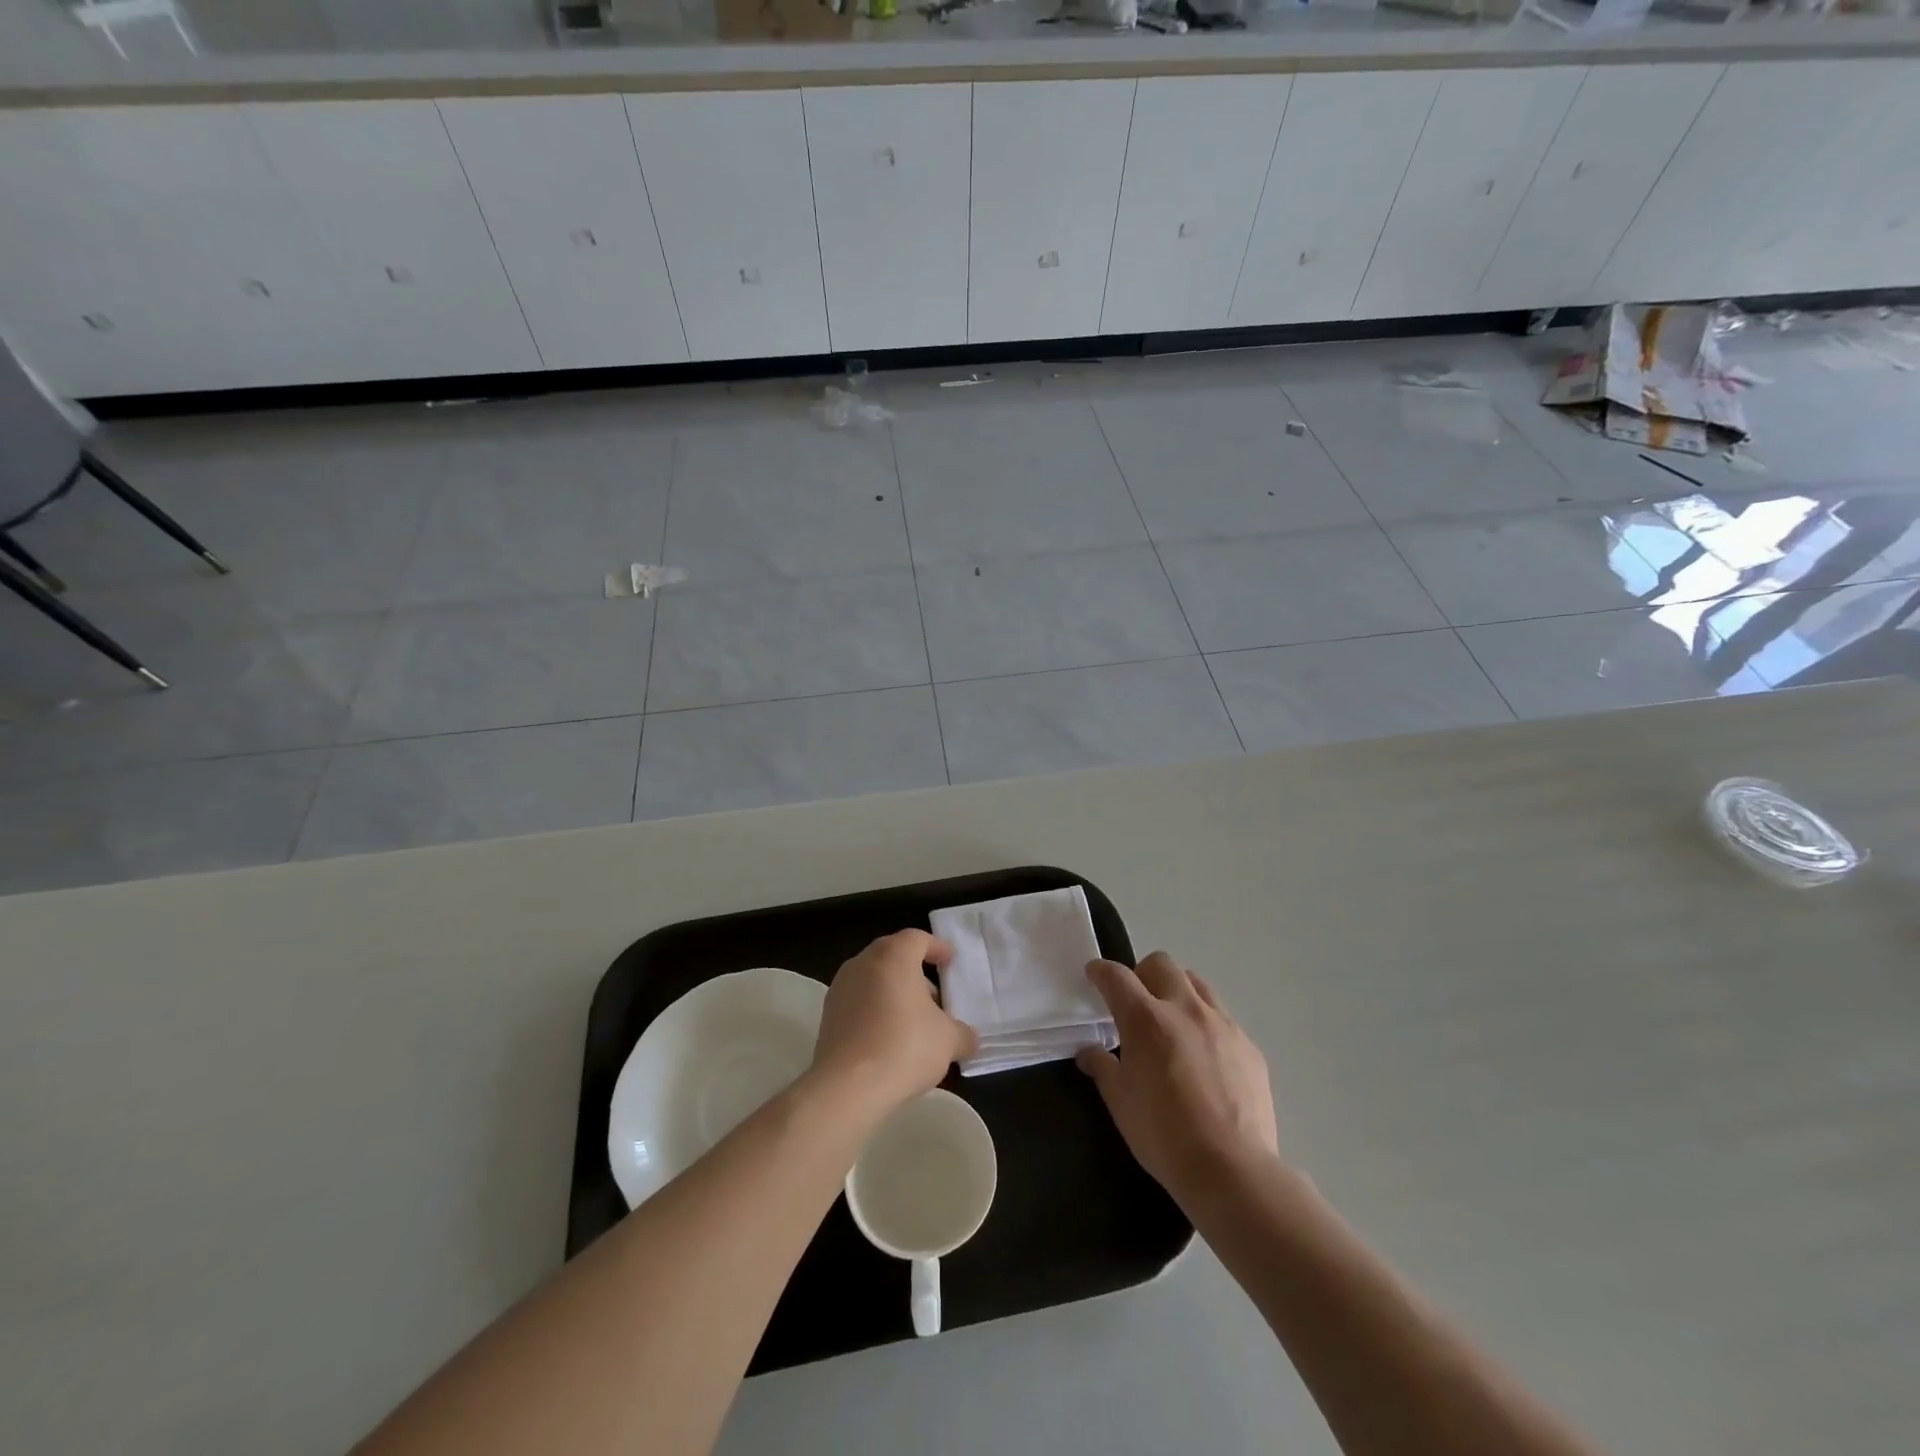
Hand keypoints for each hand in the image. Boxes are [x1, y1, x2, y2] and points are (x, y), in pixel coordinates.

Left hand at [812, 930, 978, 1117]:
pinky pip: (859, 1003)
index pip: (917, 938)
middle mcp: (863, 963)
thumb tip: (968, 1038)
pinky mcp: (827, 1017)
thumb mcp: (948, 1041)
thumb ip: (962, 1033)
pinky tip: (890, 1040)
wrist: (847, 1087)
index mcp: (893, 956)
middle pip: (893, 957)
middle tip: (936, 997)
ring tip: (915, 1023)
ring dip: (895, 994)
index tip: (950, 961)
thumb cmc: (904, 1047)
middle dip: (916, 973)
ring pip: (874, 980)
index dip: (936, 948)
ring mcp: (840, 989)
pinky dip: (876, 1012)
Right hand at [1076, 952, 1279, 1202]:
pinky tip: (1203, 1057)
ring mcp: (1222, 1024)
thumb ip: (1102, 1068)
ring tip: (1171, 1022)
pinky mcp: (1248, 1046)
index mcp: (1146, 1019)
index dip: (1100, 971)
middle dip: (1142, 973)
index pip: (1116, 977)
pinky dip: (1204, 1023)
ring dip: (1177, 991)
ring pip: (1196, 983)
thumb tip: (1089, 1052)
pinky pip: (1222, 1017)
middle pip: (1161, 964)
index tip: (1094, 975)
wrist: (1232, 1170)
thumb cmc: (1164, 1135)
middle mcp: (1185, 1009)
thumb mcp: (1120, 1102)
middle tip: (1135, 1001)